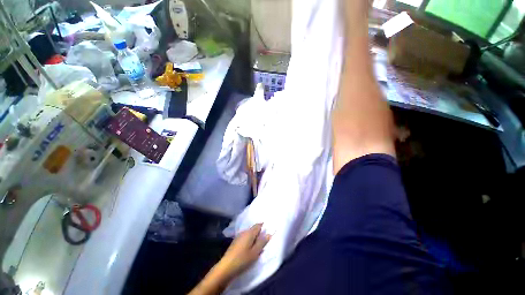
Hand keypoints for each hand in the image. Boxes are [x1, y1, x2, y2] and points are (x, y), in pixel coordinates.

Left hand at [188, 224, 270, 294]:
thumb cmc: (243, 259)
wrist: (226, 267)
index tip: (268, 231)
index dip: (264, 227)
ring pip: (249, 234)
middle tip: (264, 241)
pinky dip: (249, 241)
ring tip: (258, 246)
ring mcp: (239, 236)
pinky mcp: (235, 242)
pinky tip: (250, 249)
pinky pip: (245, 238)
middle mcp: (244, 232)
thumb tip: (269, 233)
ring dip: (254, 238)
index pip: (258, 225)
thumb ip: (262, 242)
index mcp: (249, 232)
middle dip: (259, 233)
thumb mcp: (255, 252)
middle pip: (254, 229)